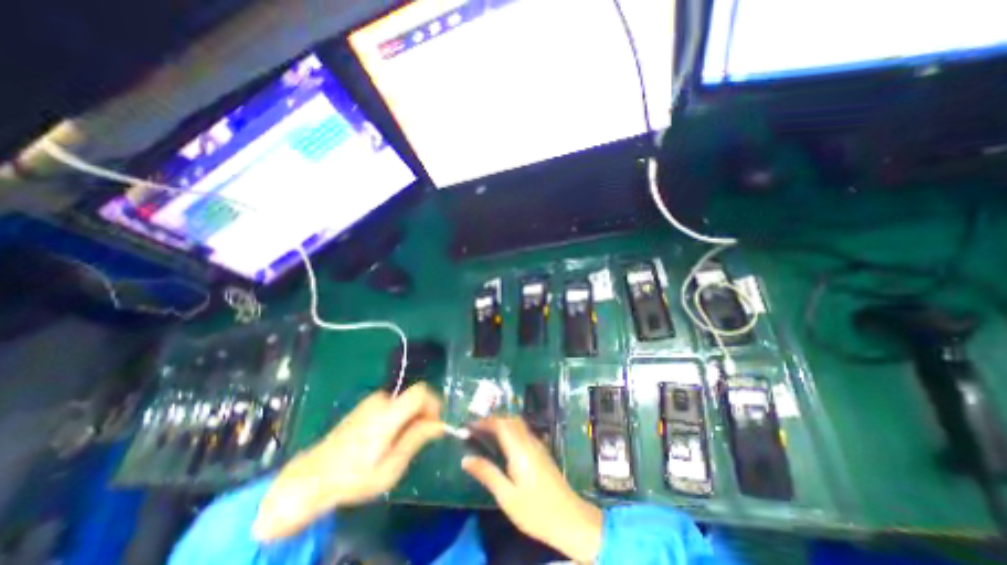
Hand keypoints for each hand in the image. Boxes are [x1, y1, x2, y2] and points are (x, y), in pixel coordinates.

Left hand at [255, 385, 442, 538]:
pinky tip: (387, 438)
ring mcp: (371, 401)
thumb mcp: (390, 467)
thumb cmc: (353, 477)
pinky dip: (399, 416)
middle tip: (419, 439)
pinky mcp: (366, 405)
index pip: (421, 392)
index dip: (434, 403)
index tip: (435, 424)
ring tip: (400, 443)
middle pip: (414, 396)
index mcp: (388, 414)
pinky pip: (393, 404)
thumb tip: (439, 424)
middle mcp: (381, 401)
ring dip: (410, 416)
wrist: (311, 477)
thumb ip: (416, 440)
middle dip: (422, 413)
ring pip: (404, 400)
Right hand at [464, 416, 604, 562]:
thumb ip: (487, 474)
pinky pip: (524, 431)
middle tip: (476, 429)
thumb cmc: (536, 511)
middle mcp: (529, 442)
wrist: (570, 519)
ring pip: (518, 424)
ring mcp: (538, 445)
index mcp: (519, 450)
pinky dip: (511, 430)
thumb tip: (466, 459)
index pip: (501, 424)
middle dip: (492, 419)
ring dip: (502, 423)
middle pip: (510, 420)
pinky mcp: (542, 451)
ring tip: (486, 434)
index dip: (484, 421)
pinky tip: (505, 444)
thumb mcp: (507, 497)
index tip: (469, 426)